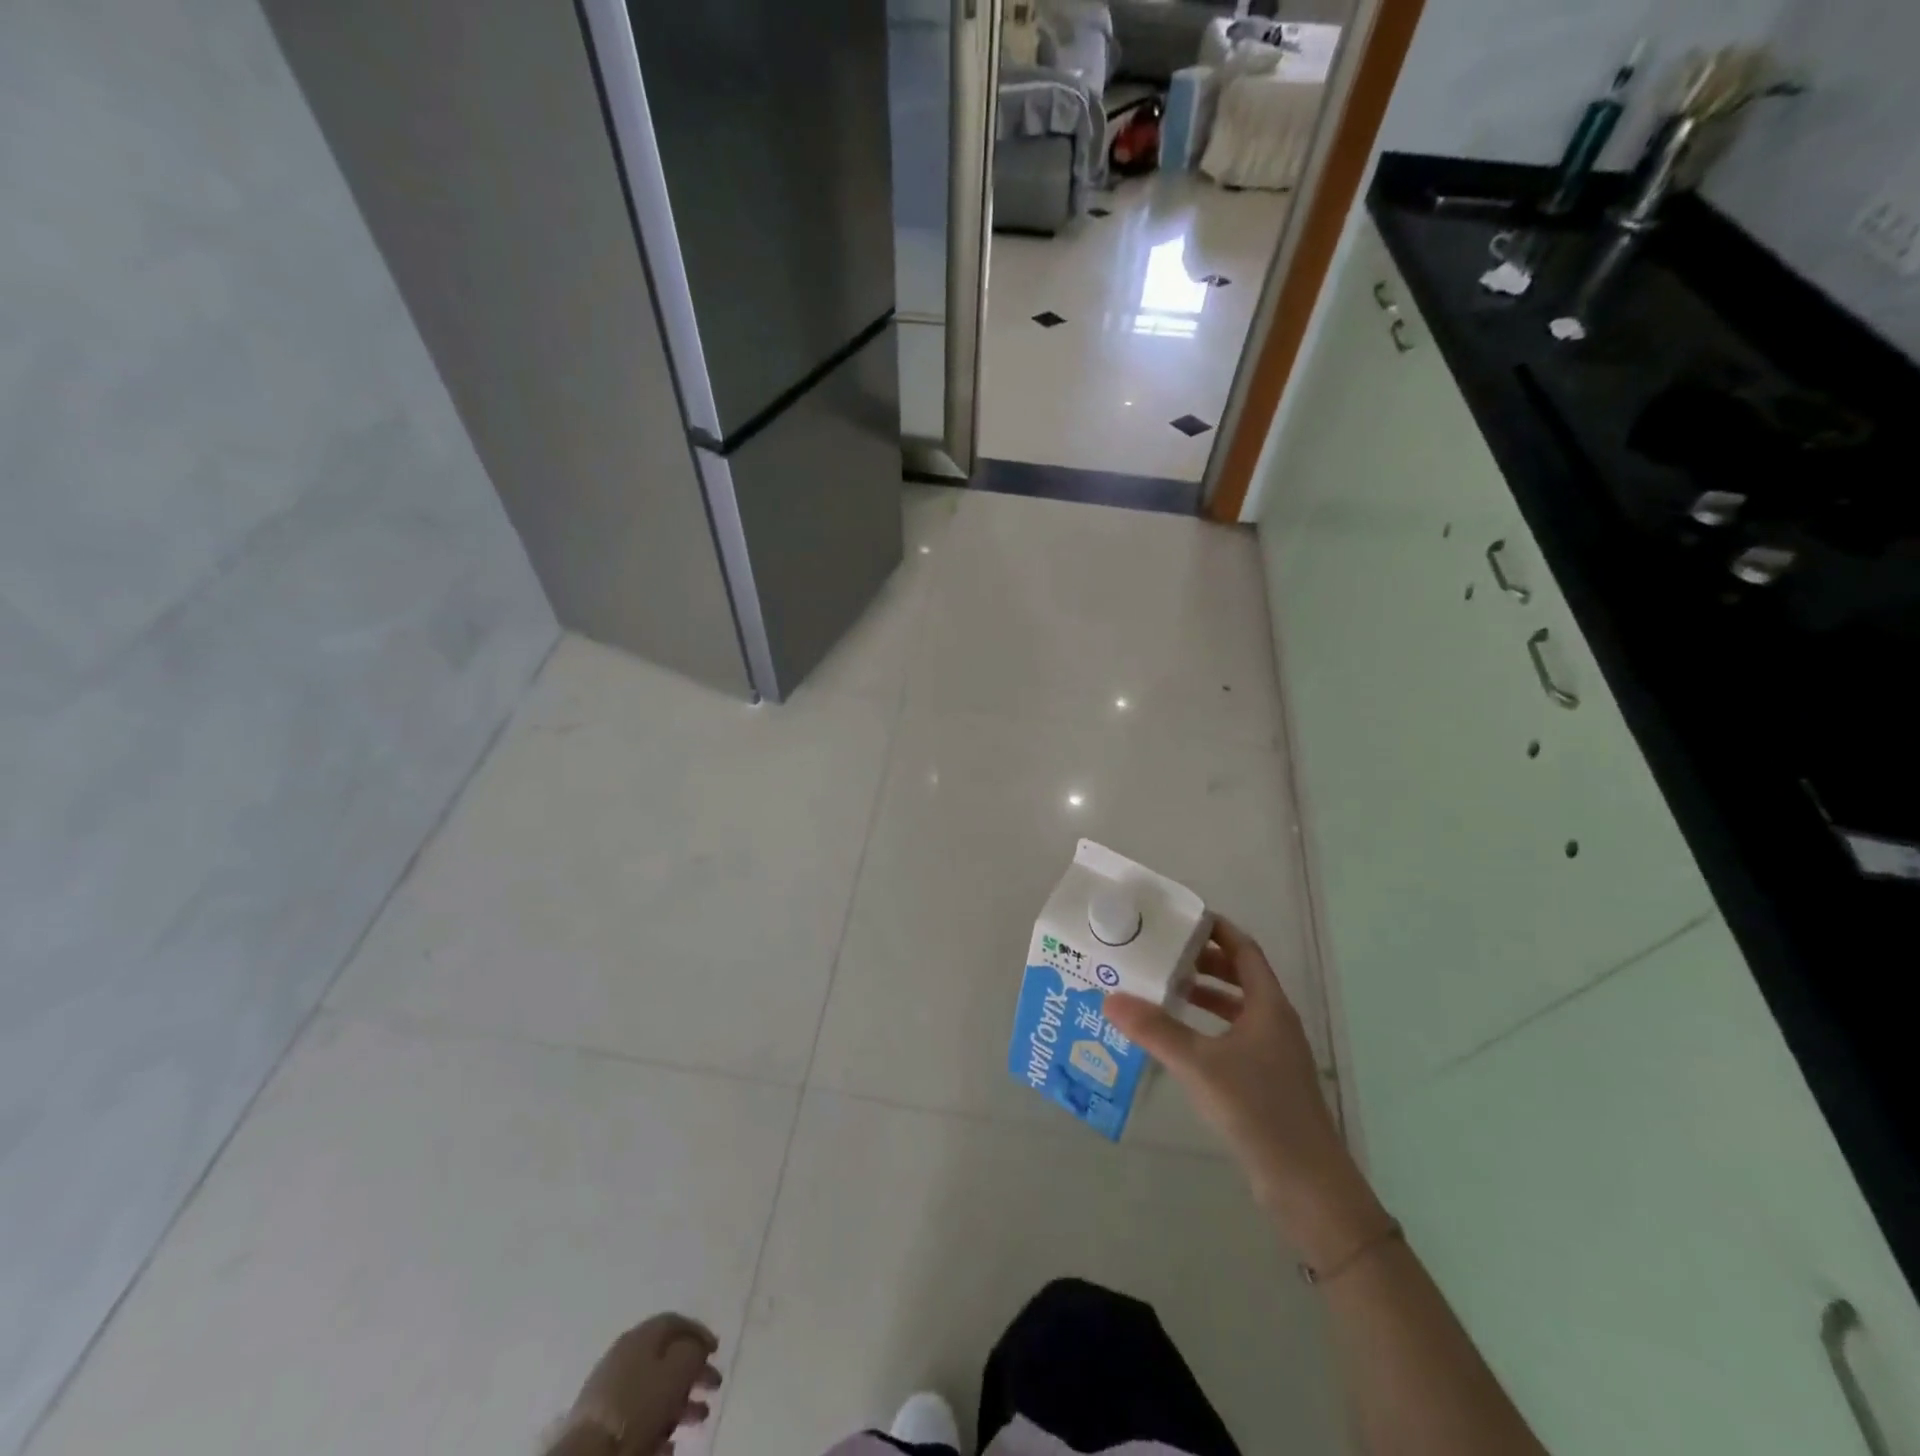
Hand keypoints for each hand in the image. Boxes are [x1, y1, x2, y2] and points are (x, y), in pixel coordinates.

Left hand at [559, 1313, 720, 1455]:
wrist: (588, 1455)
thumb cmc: (638, 1406)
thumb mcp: (678, 1370)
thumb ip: (693, 1352)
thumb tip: (697, 1349)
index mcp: (641, 1336)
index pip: (675, 1322)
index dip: (699, 1333)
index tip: (716, 1351)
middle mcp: (624, 1356)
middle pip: (666, 1358)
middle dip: (694, 1372)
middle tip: (714, 1386)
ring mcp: (610, 1390)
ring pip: (654, 1389)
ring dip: (681, 1402)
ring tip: (699, 1418)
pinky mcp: (602, 1422)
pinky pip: (639, 1415)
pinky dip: (658, 1423)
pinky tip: (670, 1443)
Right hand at [1104, 918, 1389, 1265]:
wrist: (1307, 1185)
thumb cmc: (1257, 1109)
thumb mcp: (1199, 1065)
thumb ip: (1155, 1030)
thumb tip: (1110, 998)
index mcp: (1268, 1006)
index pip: (1244, 950)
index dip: (1216, 930)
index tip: (1181, 917)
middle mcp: (1274, 1022)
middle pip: (1240, 976)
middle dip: (1203, 961)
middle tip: (1162, 952)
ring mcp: (1274, 1053)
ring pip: (1236, 1008)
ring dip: (1204, 994)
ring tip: (1164, 989)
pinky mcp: (1267, 1080)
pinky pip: (1233, 1036)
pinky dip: (1207, 1027)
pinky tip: (1180, 1039)